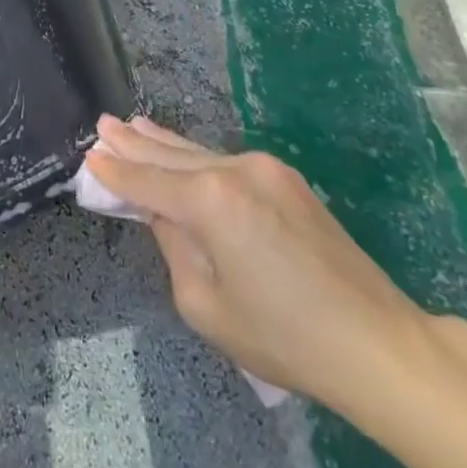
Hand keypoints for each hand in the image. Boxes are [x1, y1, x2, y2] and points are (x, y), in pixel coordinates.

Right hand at [86, 115, 434, 415]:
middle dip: (134, 142)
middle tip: (103, 125)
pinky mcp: (288, 180)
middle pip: (171, 154)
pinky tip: (180, 149)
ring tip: (132, 125)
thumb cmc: (283, 335)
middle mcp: (235, 170)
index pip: (147, 180)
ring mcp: (266, 170)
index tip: (89, 156)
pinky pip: (227, 162)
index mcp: (210, 200)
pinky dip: (196, 156)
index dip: (116, 172)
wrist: (377, 342)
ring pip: (200, 152)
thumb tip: (166, 215)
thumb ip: (174, 248)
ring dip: (164, 143)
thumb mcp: (204, 304)